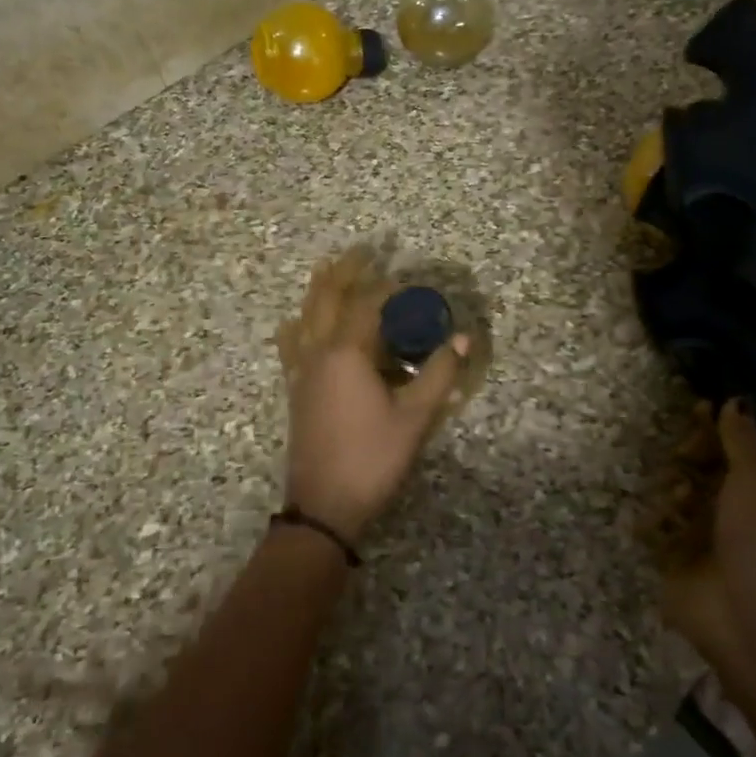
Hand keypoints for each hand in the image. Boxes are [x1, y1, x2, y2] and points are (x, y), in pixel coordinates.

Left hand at [274, 247, 467, 542]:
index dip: (388, 286)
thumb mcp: (415, 417)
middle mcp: (319, 352)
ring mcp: (302, 371)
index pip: (368, 304)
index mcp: (347, 353)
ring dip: (320, 290)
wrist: (323, 506)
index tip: (408, 275)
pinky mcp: (296, 390)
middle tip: (363, 250)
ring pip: (306, 317)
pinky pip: (292, 344)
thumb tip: (463, 337)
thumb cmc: (372, 457)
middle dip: (345, 272)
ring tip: (329, 269)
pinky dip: (298, 324)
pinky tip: (295, 323)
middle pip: (327, 299)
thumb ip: (439, 373)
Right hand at [663, 401, 755, 665]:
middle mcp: (739, 513)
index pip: (739, 449)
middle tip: (685, 457)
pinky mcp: (679, 560)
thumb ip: (742, 438)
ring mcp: (708, 538)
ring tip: (679, 502)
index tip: (699, 409)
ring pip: (679, 494)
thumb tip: (737, 400)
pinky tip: (660, 524)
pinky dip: (656, 523)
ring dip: (674, 489)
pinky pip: (658, 529)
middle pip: (705, 468)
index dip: (718, 429)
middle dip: (692, 456)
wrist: (750, 616)